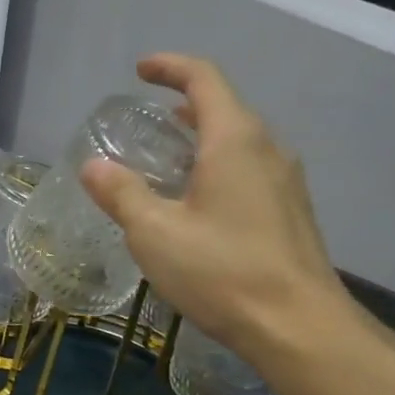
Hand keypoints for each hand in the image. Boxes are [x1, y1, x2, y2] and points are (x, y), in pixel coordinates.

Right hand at [80, 54, 353, 361]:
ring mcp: (286, 181)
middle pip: (226, 107)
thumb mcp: (155, 233)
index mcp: (235, 140)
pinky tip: (198, 201)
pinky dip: (219, 165)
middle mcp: (267, 149)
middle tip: (148, 120)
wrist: (300, 328)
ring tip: (168, 157)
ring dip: (203, 137)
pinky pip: (250, 169)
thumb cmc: (223, 272)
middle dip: (185, 103)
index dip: (170, 67)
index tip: (140, 71)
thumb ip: (122, 194)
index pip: (204, 79)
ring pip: (240, 140)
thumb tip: (93, 166)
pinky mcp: (291, 211)